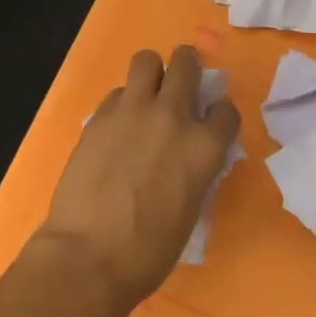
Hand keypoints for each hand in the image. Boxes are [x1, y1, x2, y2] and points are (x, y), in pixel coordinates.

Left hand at [36, 46, 240, 316]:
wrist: (89, 256)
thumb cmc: (148, 251)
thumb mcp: (191, 208)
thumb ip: (195, 169)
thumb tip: (188, 155)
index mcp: (204, 148)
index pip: (226, 110)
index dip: (219, 114)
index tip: (211, 121)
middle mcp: (173, 117)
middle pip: (186, 64)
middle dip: (187, 67)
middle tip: (180, 83)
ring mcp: (134, 111)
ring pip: (147, 60)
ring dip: (152, 71)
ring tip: (147, 91)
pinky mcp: (100, 115)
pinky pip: (117, 92)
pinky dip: (122, 102)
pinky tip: (117, 125)